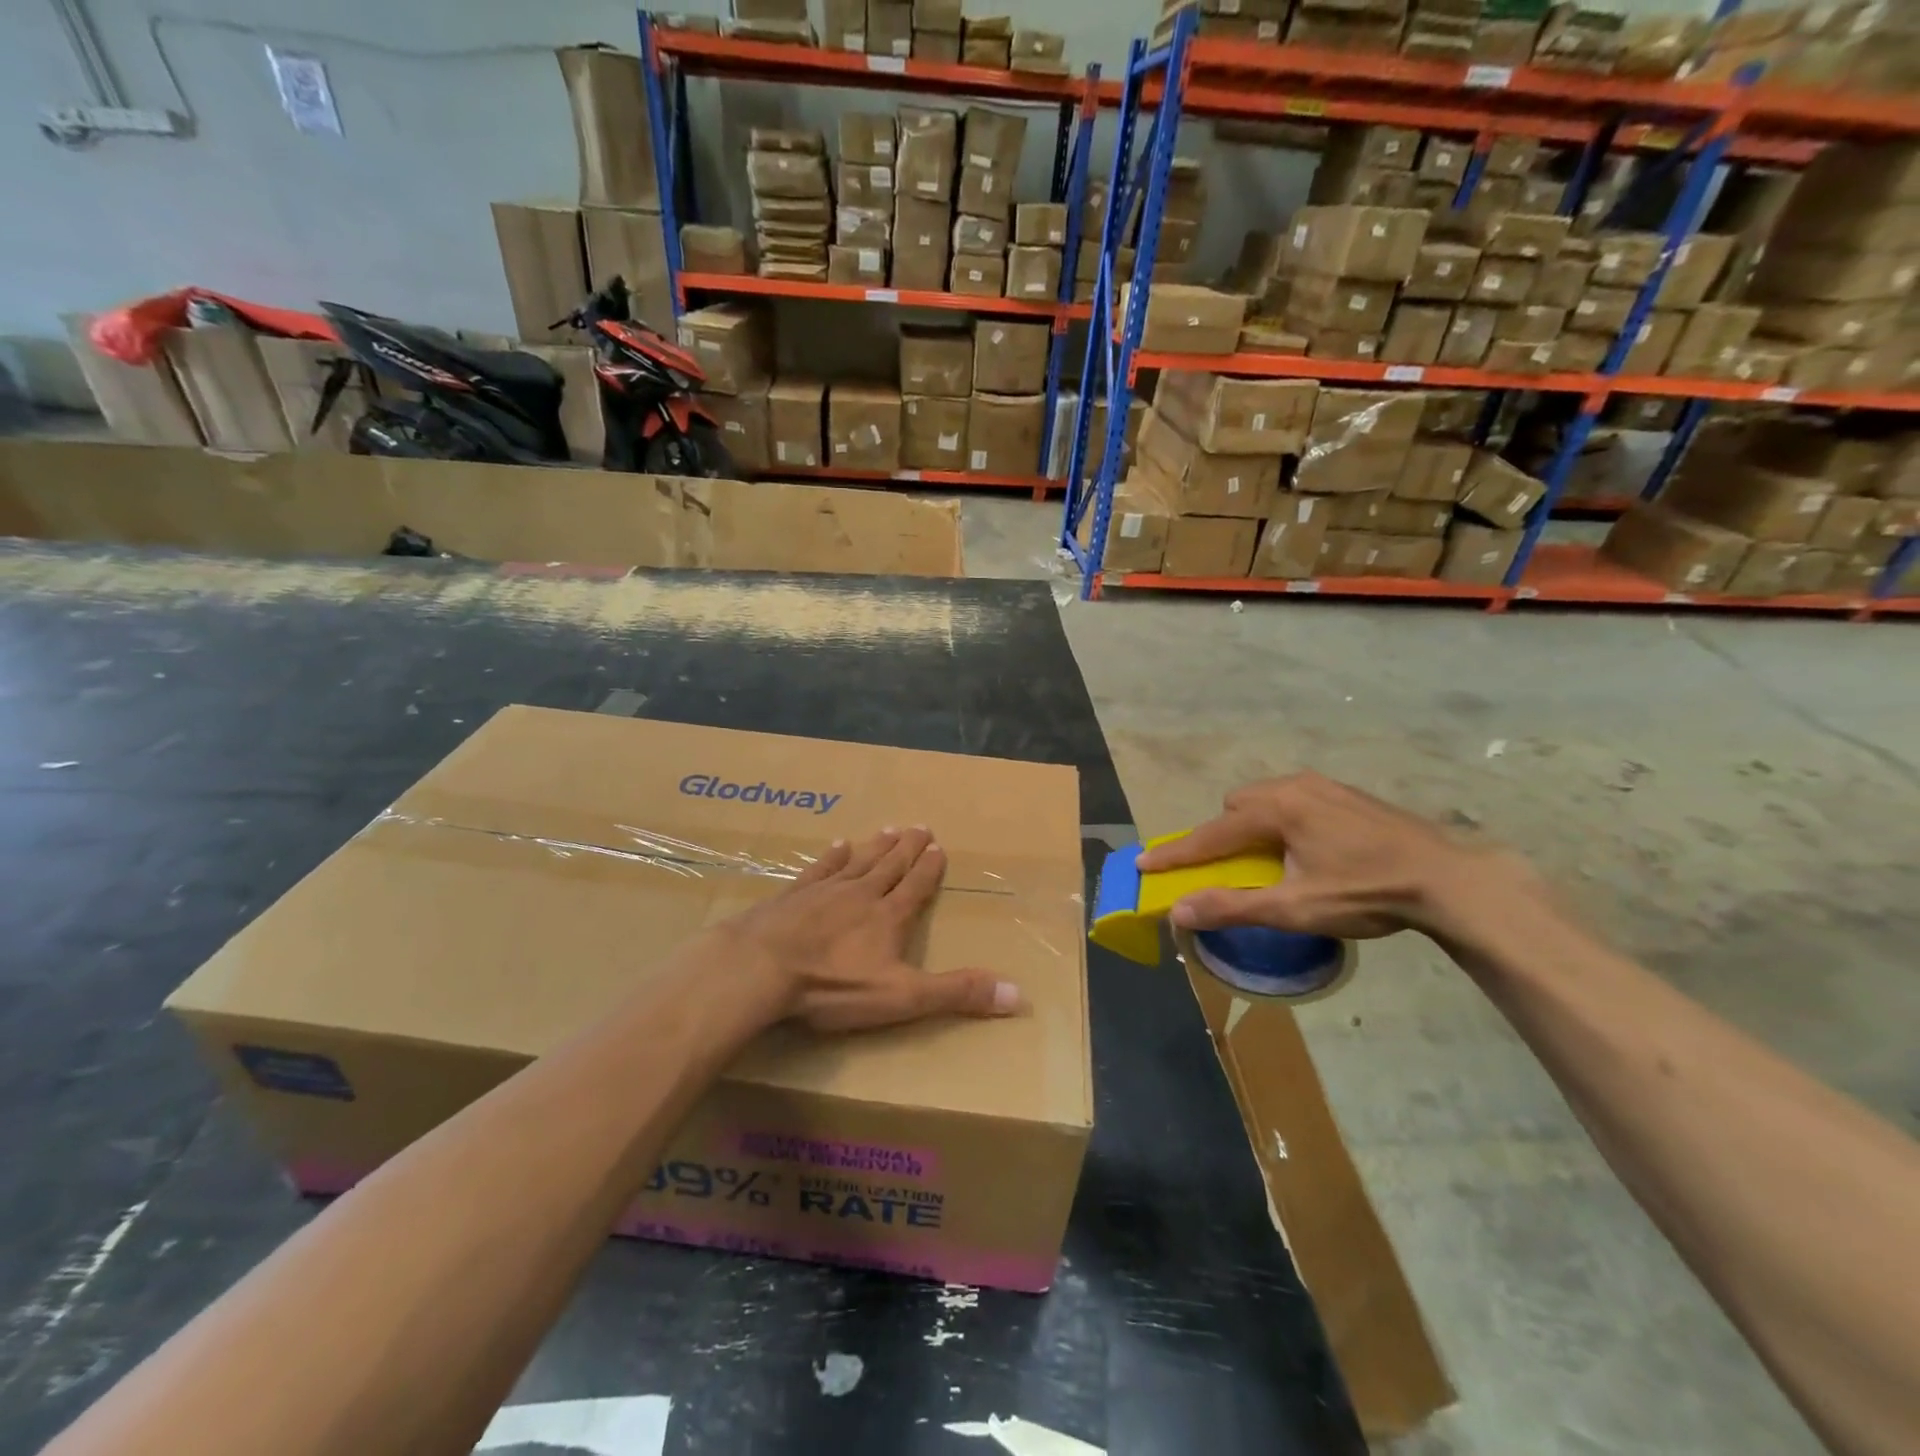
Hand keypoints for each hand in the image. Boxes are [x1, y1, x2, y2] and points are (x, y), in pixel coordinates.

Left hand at [719, 828, 1021, 1032]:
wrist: (762, 968)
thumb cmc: (833, 986)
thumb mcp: (902, 997)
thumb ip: (956, 994)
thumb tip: (1018, 995)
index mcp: (888, 918)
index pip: (915, 887)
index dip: (929, 869)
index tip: (940, 847)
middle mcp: (860, 895)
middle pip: (890, 867)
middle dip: (908, 848)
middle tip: (920, 826)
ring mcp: (824, 891)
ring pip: (858, 862)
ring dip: (877, 846)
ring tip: (890, 828)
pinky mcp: (792, 896)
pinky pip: (819, 869)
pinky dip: (832, 857)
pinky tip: (838, 845)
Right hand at [1134, 773, 1535, 941]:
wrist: (1450, 879)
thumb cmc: (1367, 892)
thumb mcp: (1295, 908)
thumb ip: (1233, 907)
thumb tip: (1178, 911)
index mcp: (1276, 809)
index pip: (1210, 834)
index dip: (1175, 853)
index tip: (1142, 863)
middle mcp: (1293, 786)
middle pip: (1236, 807)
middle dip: (1223, 836)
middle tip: (1233, 870)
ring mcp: (1323, 785)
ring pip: (1266, 800)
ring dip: (1254, 827)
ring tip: (1272, 861)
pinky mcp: (1347, 794)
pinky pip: (1294, 800)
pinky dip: (1283, 822)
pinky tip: (1310, 850)